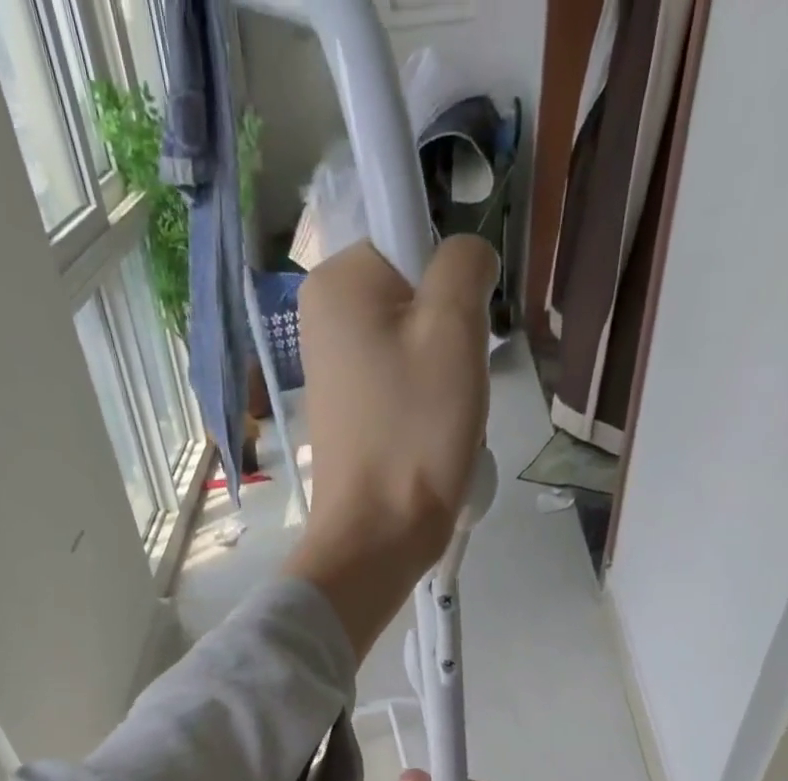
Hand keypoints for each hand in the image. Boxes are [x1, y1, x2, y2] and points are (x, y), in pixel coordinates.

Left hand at [282, 236, 497, 658]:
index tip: (456, 329)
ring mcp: (333, 370)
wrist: (377, 538)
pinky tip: (430, 439)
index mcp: (336, 283)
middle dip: (450, 333)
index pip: (410, 234)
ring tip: (444, 418)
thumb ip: (464, 262)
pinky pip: (403, 385)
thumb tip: (464, 259)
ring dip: (445, 376)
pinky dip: (426, 406)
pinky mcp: (349, 413)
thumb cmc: (414, 433)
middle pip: (416, 294)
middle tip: (454, 382)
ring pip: (416, 344)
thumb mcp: (453, 328)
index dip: (448, 278)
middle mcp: (322, 318)